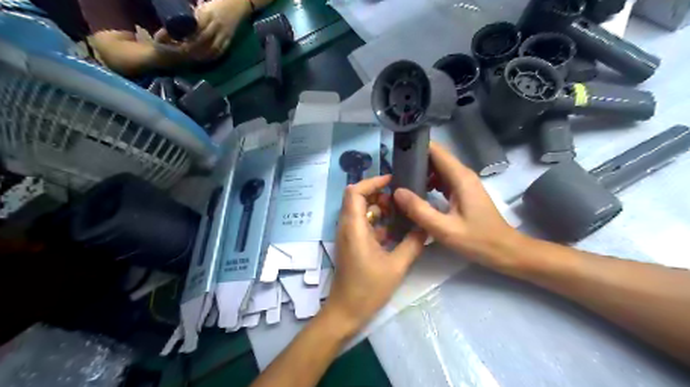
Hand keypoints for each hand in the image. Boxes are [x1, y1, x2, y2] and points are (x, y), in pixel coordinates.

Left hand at [151, 0, 248, 59]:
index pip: (191, 28)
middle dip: (187, 48)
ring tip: (189, 58)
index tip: (168, 39)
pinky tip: (204, 59)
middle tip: (176, 51)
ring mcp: (224, 34)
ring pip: (211, 48)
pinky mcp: (229, 40)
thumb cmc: (218, 2)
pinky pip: (220, 51)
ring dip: (200, 55)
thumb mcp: (204, 6)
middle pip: (200, 40)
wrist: (238, 4)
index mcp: (207, 15)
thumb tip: (180, 22)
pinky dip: (212, 57)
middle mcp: (215, 25)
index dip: (179, 35)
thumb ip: (195, 15)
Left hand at [324, 175, 425, 329]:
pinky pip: (363, 224)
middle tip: (400, 200)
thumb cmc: (368, 288)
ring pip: (361, 211)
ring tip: (401, 214)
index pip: (355, 191)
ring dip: (379, 208)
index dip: (372, 181)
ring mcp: (348, 235)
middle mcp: (347, 226)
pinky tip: (395, 231)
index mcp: (354, 227)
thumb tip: (425, 226)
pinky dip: (377, 222)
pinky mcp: (351, 243)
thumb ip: (413, 243)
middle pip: (357, 198)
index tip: (392, 180)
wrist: (346, 311)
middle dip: (379, 195)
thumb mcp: (396, 266)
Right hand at [390, 141, 520, 268]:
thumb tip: (397, 191)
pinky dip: (429, 183)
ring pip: (439, 169)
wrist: (505, 251)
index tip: (397, 153)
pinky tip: (417, 194)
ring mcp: (464, 183)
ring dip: (421, 173)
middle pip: (436, 158)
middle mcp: (463, 175)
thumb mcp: (444, 229)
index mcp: (460, 177)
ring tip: (401, 182)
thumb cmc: (477, 240)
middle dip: (415, 161)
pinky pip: (443, 180)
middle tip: (394, 172)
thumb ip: (420, 210)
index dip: (416, 147)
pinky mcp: (464, 192)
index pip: (436, 151)